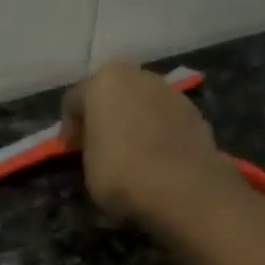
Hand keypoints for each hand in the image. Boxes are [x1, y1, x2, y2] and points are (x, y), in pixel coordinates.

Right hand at [61, 61, 227, 223]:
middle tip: (99, 147)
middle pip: (113, 94)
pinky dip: (157, 133)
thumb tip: (98, 147)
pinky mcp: (195, 112)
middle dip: (104, 117)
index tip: (70, 153)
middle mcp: (139, 75)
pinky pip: (165, 120)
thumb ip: (89, 147)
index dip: (69, 129)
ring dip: (133, 122)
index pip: (74, 101)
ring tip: (131, 154)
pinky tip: (156, 158)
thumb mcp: (87, 166)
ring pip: (142, 104)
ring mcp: (171, 91)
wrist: (183, 189)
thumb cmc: (121, 174)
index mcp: (105, 82)